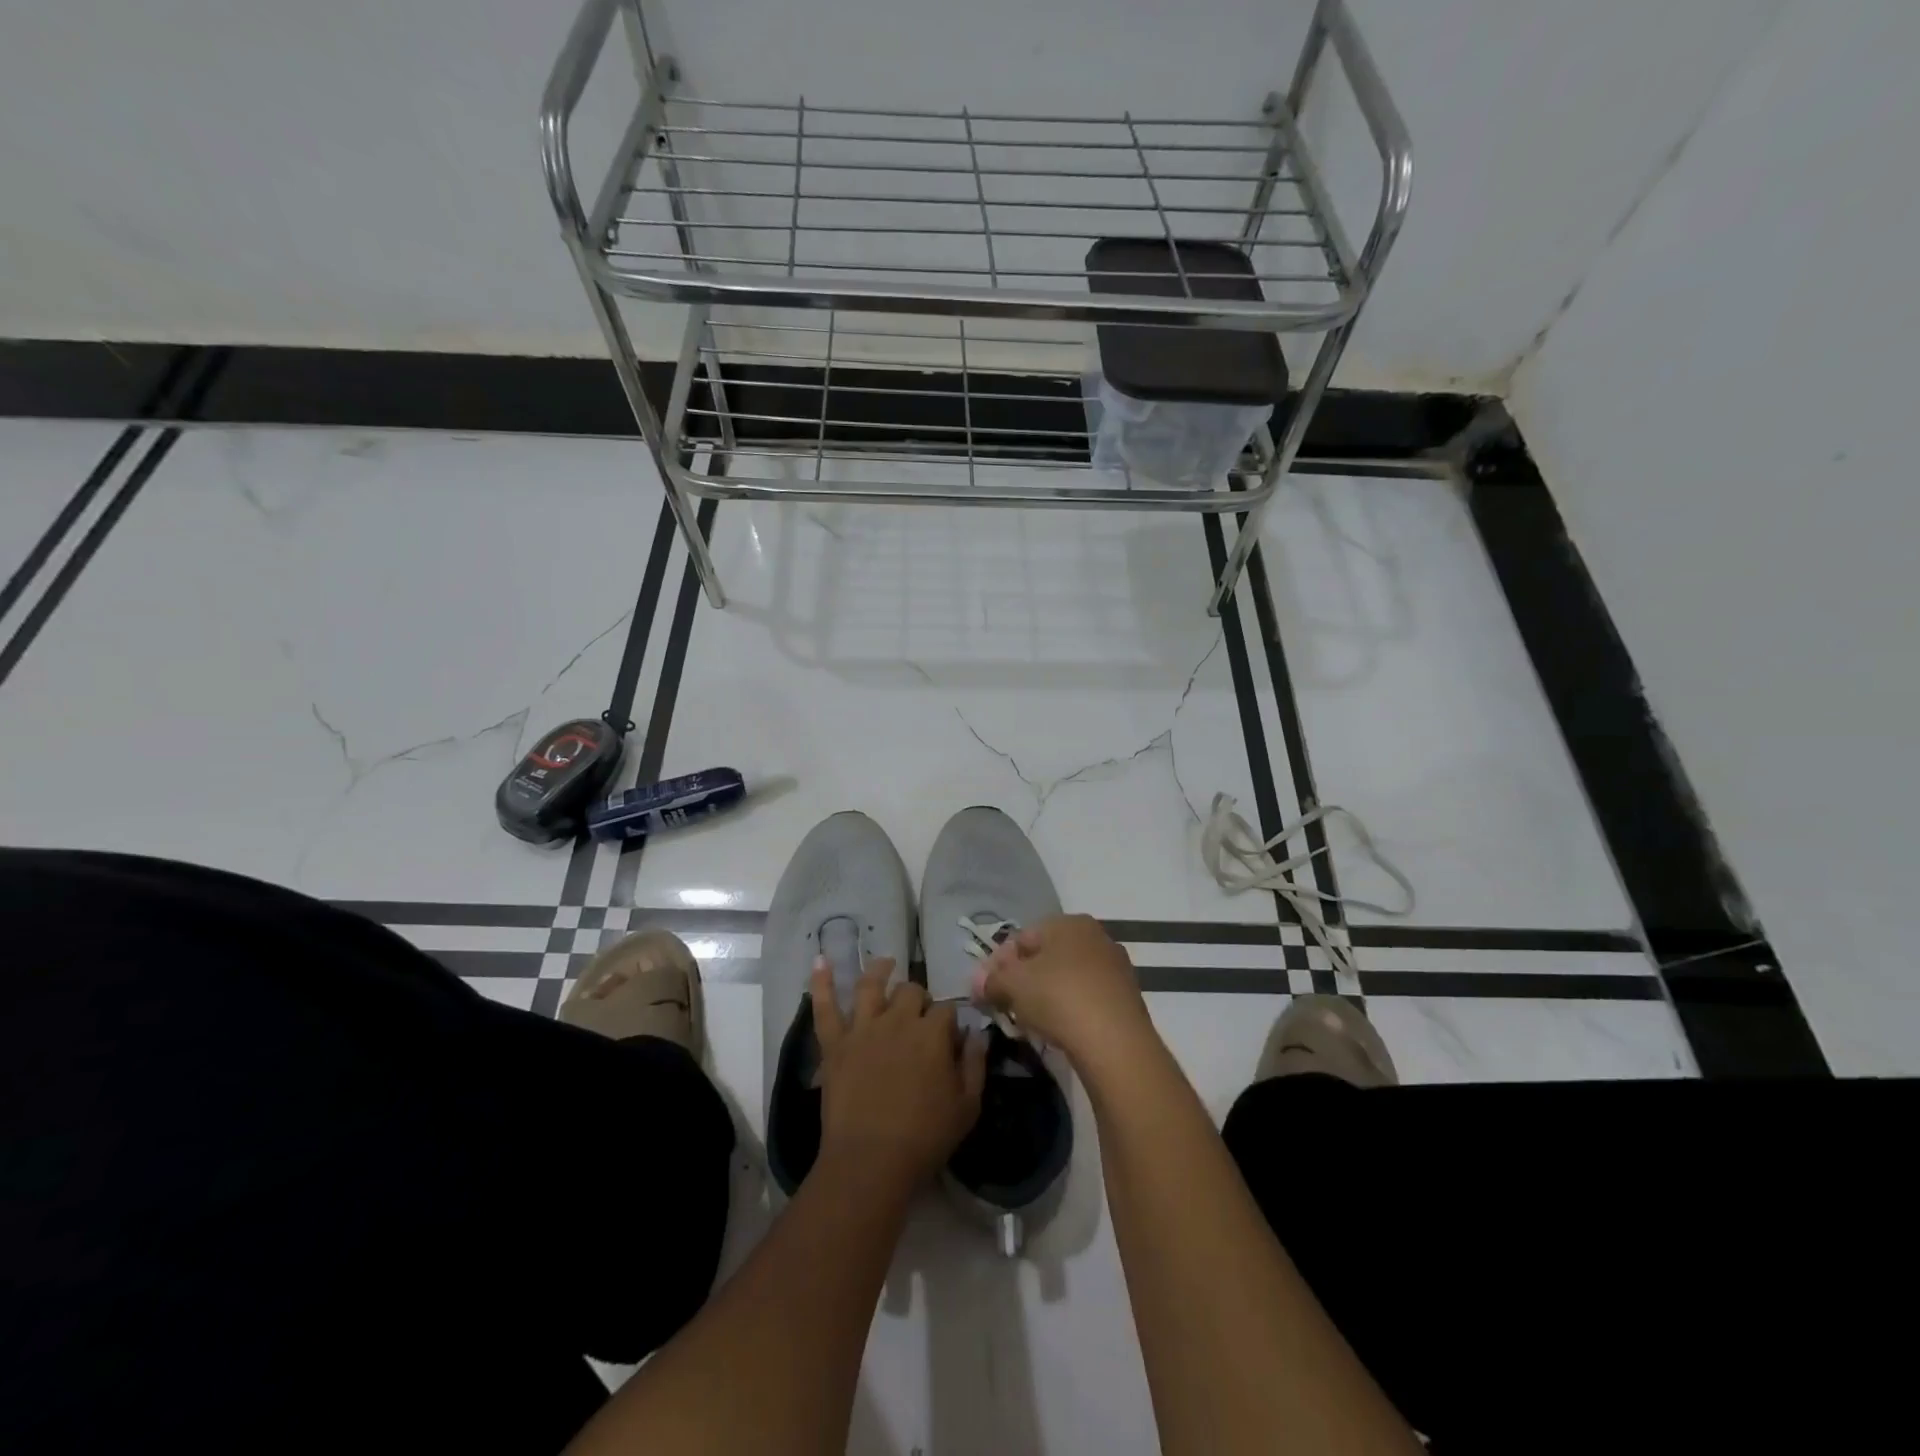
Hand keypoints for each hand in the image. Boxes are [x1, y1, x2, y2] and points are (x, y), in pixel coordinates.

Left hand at [811, 957, 987, 1191]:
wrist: (870, 1161)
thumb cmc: (925, 1138)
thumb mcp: (968, 1106)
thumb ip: (976, 1065)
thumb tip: (979, 1034)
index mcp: (933, 1033)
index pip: (947, 1010)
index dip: (950, 1023)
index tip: (951, 1042)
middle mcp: (898, 1020)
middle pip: (911, 991)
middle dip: (919, 998)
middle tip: (920, 1016)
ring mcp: (863, 1028)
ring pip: (871, 985)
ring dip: (880, 970)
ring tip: (886, 963)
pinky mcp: (835, 1044)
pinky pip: (825, 1007)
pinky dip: (821, 982)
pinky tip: (820, 961)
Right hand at [972, 914, 1156, 1067]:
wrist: (1116, 1043)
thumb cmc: (1059, 998)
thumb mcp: (1013, 985)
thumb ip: (991, 980)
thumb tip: (977, 983)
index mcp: (1069, 922)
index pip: (1023, 936)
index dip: (999, 963)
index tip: (987, 990)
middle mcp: (1096, 936)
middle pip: (1047, 956)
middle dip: (1023, 979)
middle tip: (1006, 1006)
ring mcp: (1115, 967)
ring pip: (1068, 978)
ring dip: (1046, 996)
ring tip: (1030, 1022)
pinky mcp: (1127, 998)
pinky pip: (1087, 998)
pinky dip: (1070, 1010)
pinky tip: (1060, 1031)